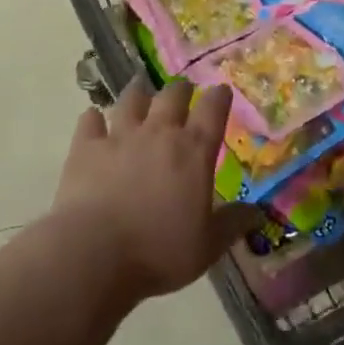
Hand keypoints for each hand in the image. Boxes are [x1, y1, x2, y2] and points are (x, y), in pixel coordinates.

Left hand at [53, 78, 247, 302]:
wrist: (94, 254)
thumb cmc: (159, 251)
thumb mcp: (207, 246)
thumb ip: (233, 223)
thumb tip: (257, 211)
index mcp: (193, 150)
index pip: (213, 109)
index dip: (220, 97)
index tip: (222, 92)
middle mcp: (159, 132)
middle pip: (173, 95)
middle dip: (181, 90)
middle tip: (183, 92)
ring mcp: (120, 135)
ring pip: (131, 99)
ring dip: (138, 93)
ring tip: (140, 91)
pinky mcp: (86, 147)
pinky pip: (90, 120)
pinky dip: (93, 118)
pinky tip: (94, 120)